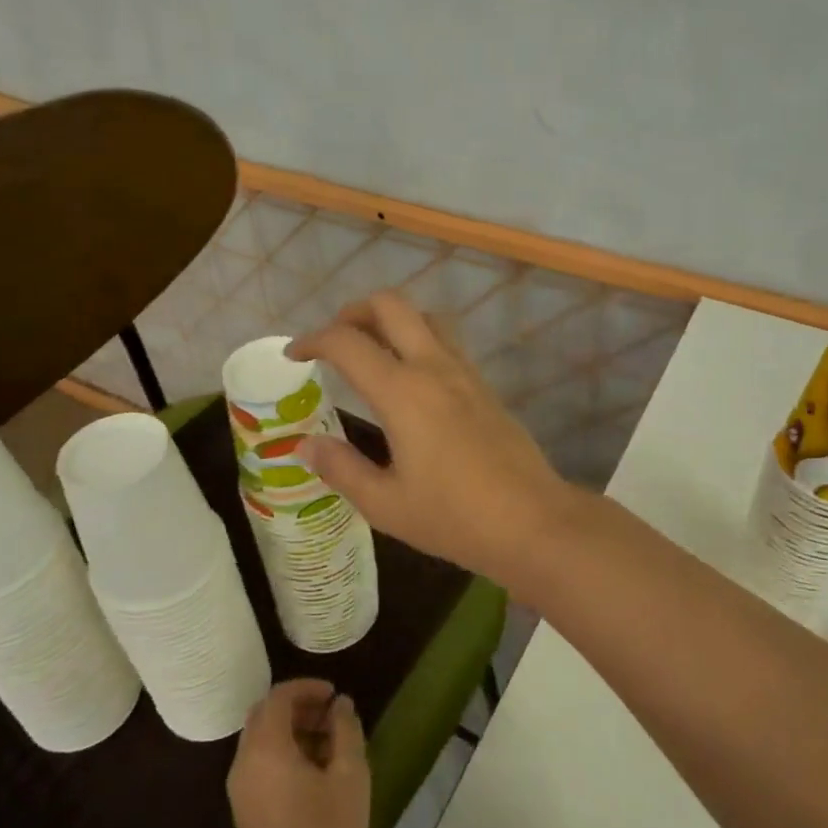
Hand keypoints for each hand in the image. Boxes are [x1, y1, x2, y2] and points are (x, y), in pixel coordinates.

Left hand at [227, 679, 369, 827]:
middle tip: (332, 717)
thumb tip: (340, 705)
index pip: (278, 697)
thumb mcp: (350, 775)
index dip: (307, 688)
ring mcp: (240, 791)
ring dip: (291, 731)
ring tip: (330, 745)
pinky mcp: (244, 813)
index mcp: (266, 749)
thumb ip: (346, 730)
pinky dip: (282, 754)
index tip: (334, 696)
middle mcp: (244, 764)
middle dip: (298, 707)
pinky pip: (259, 765)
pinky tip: (315, 773)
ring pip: (260, 741)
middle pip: (264, 716)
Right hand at [288, 291, 577, 581]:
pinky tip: (410, 381)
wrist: (533, 522)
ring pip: (424, 318)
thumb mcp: (386, 504)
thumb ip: (341, 469)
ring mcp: (466, 373)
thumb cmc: (454, 518)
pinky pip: (446, 343)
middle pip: (391, 306)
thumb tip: (305, 445)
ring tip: (370, 353)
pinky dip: (418, 341)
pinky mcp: (485, 387)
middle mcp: (435, 368)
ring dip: (391, 322)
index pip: (347, 342)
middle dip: (353, 312)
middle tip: (333, 342)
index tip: (294, 356)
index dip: (312, 340)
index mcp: (403, 392)